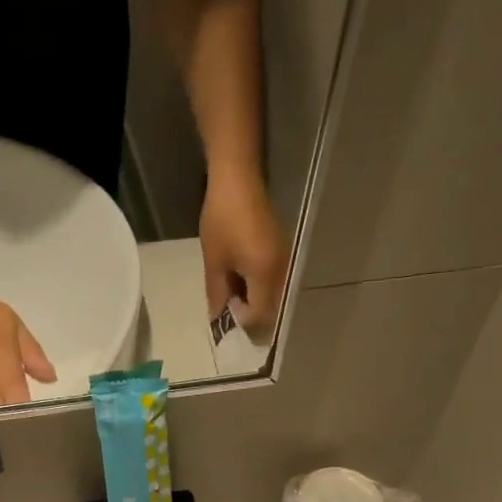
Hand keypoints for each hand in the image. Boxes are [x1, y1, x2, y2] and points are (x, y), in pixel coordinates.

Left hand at [199, 166, 286, 336]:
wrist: (238, 179)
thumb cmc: (222, 219)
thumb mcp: (215, 262)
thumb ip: (218, 295)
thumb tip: (219, 321)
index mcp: (265, 274)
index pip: (259, 316)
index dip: (241, 322)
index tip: (226, 311)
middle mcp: (282, 272)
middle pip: (272, 312)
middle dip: (250, 318)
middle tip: (230, 312)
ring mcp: (286, 263)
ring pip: (275, 300)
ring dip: (255, 305)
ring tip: (234, 297)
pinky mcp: (284, 255)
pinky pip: (275, 285)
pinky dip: (260, 292)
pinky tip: (243, 283)